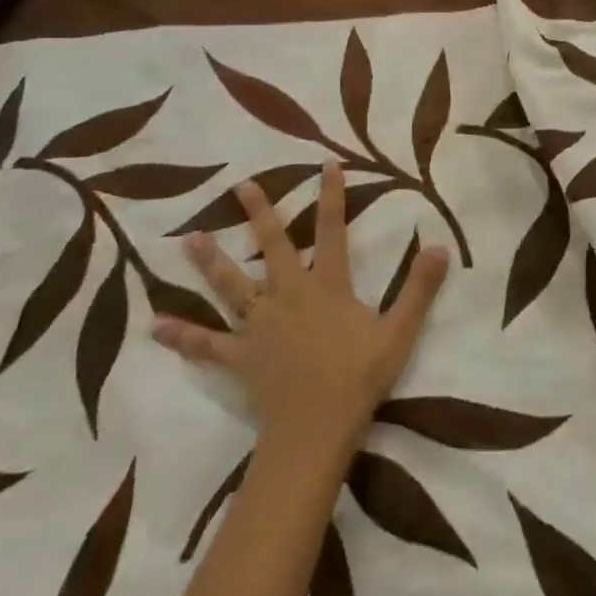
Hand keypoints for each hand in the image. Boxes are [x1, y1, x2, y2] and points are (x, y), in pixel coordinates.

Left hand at [153, 161, 450, 454]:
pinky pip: (207, 345)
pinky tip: (155, 327)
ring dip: (211, 261)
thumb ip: (419, 288)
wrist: (315, 430)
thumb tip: (441, 245)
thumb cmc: (358, 378)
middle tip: (241, 187)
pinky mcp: (240, 356)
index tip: (326, 165)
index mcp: (326, 285)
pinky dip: (182, 336)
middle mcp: (288, 295)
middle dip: (260, 214)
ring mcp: (260, 325)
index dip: (331, 197)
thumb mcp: (398, 331)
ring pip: (232, 286)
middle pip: (272, 247)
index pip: (331, 230)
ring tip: (189, 239)